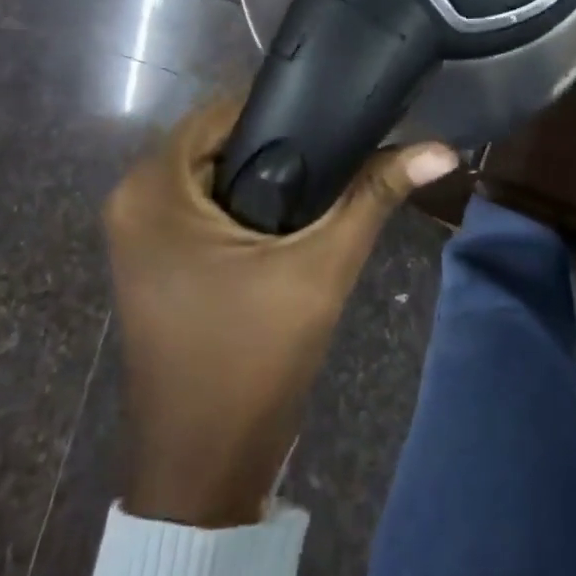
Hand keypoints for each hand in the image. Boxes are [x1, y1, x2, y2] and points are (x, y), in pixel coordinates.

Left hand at [104, 97, 456, 528]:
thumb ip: (376, 195)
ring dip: (271, 175)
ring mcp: (139, 234)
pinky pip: (206, 208)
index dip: (288, 106)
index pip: (226, 111)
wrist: (204, 469)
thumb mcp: (321, 268)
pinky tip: (299, 213)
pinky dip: (250, 204)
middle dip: (284, 144)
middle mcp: (133, 200)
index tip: (345, 110)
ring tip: (337, 173)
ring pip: (216, 175)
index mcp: (153, 188)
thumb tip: (442, 148)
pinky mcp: (156, 261)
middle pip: (221, 142)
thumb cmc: (252, 361)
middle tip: (350, 144)